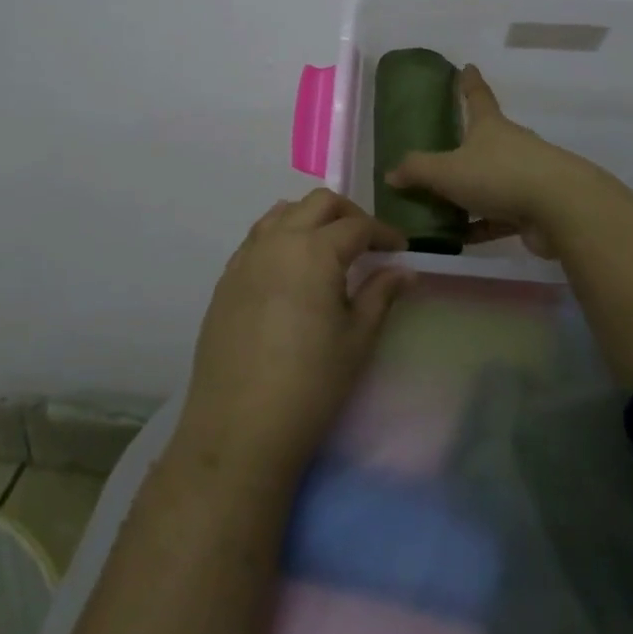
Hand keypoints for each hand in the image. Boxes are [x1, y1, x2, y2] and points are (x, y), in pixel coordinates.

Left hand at [175, 189, 414, 484]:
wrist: (238, 429)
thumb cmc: (310, 385)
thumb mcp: (357, 340)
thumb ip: (380, 294)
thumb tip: (405, 270)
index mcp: (315, 250)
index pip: (357, 226)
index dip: (384, 233)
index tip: (400, 250)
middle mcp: (278, 241)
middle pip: (318, 204)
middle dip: (348, 214)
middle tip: (367, 243)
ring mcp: (246, 257)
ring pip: (282, 213)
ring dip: (310, 219)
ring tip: (327, 248)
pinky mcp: (226, 279)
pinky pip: (257, 238)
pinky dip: (281, 236)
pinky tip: (291, 269)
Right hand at [384, 65, 593, 254]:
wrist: (561, 209)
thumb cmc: (499, 175)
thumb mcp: (448, 171)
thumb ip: (417, 171)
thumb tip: (391, 173)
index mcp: (490, 126)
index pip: (477, 96)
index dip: (469, 82)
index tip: (467, 66)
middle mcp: (511, 145)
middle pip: (486, 139)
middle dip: (468, 142)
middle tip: (443, 150)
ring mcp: (526, 176)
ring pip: (492, 180)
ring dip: (471, 190)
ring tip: (442, 203)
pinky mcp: (534, 208)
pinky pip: (500, 215)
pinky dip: (481, 224)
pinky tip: (460, 237)